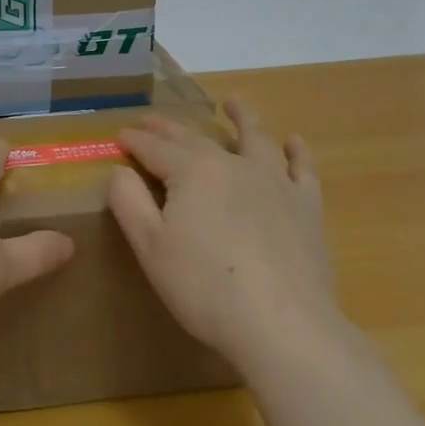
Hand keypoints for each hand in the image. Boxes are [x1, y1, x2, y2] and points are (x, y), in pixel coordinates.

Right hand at [107, 97, 338, 372]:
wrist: (283, 324)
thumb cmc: (205, 287)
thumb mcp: (151, 247)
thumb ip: (129, 202)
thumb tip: (119, 170)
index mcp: (192, 172)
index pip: (155, 148)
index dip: (135, 140)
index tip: (120, 135)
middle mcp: (233, 164)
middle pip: (196, 138)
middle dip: (169, 128)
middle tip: (152, 120)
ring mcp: (274, 182)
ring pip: (255, 138)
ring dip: (241, 117)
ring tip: (232, 102)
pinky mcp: (306, 206)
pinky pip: (302, 168)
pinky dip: (296, 151)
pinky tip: (293, 142)